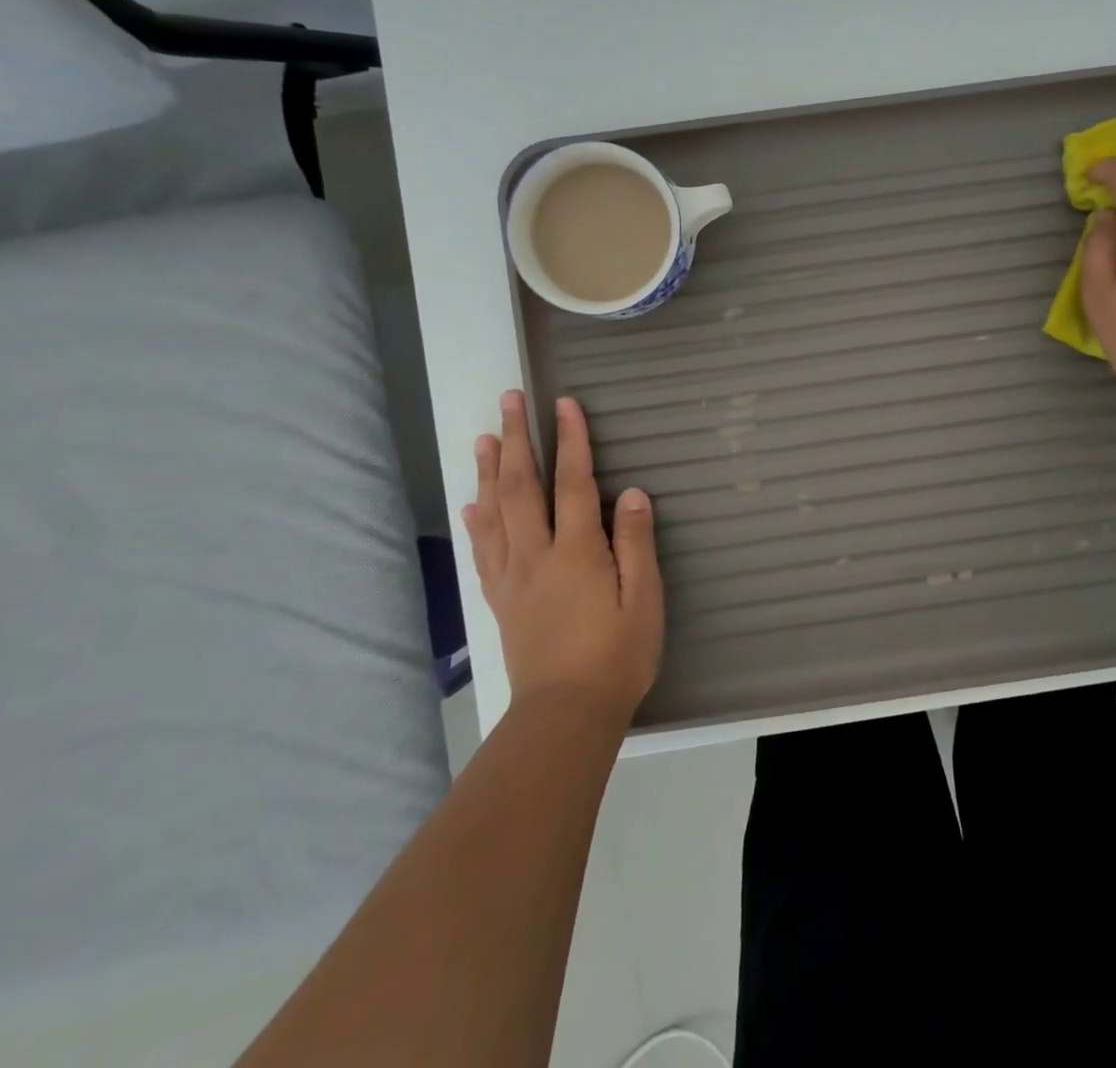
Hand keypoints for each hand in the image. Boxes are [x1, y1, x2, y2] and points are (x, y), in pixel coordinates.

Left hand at [463, 391, 663, 726]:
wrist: (565, 715)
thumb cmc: (617, 655)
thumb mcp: (644, 599)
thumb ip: (635, 543)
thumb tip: (631, 492)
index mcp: (576, 551)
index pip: (572, 482)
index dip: (570, 440)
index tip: (563, 404)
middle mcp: (537, 555)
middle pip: (521, 486)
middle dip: (515, 439)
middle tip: (509, 400)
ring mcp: (513, 577)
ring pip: (494, 512)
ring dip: (488, 470)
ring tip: (484, 436)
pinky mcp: (501, 599)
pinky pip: (484, 550)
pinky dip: (477, 520)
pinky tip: (472, 503)